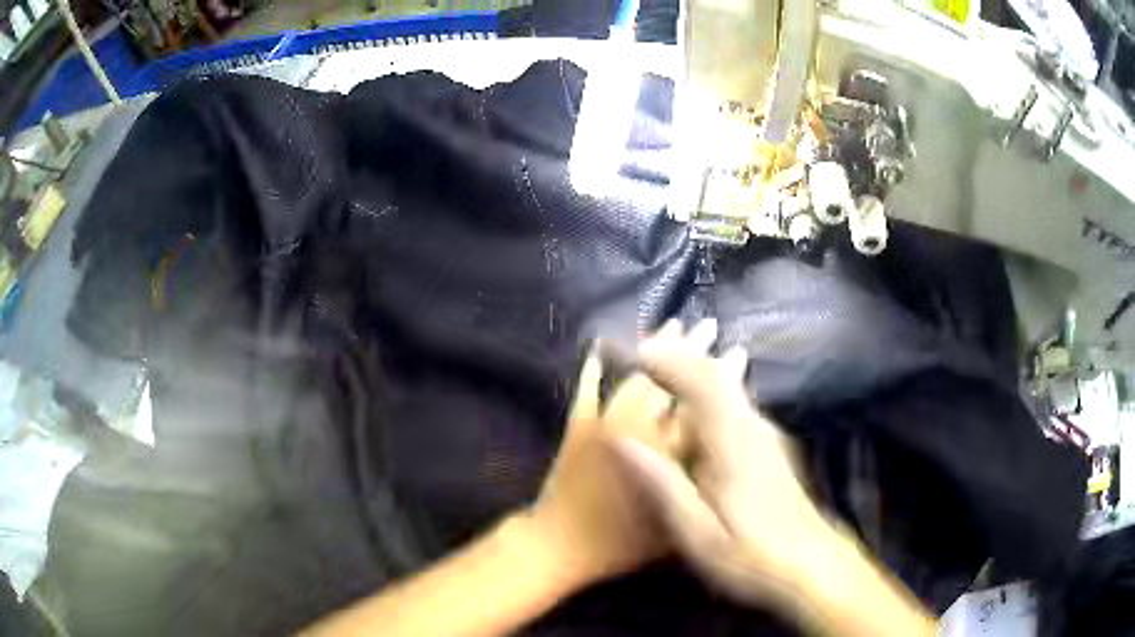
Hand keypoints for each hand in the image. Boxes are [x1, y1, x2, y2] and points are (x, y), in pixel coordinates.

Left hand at [523, 321, 718, 588]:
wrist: (560, 543)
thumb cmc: (621, 543)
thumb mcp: (675, 525)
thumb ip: (699, 487)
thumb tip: (722, 458)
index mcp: (668, 453)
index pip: (702, 408)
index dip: (721, 379)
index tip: (737, 353)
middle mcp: (639, 429)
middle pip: (673, 383)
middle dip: (693, 351)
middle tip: (709, 325)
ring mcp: (605, 423)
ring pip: (637, 378)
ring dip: (655, 349)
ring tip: (673, 324)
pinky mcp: (578, 425)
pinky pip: (587, 390)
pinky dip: (592, 368)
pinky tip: (599, 345)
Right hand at [608, 324, 843, 607]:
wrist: (811, 565)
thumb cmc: (751, 555)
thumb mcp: (698, 532)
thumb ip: (662, 483)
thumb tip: (620, 439)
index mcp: (733, 441)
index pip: (700, 380)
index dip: (665, 358)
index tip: (629, 350)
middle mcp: (752, 425)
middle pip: (716, 372)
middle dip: (677, 353)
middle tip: (639, 347)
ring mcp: (764, 434)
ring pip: (726, 383)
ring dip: (691, 367)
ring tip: (657, 364)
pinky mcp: (768, 446)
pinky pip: (732, 400)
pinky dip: (705, 389)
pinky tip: (690, 404)